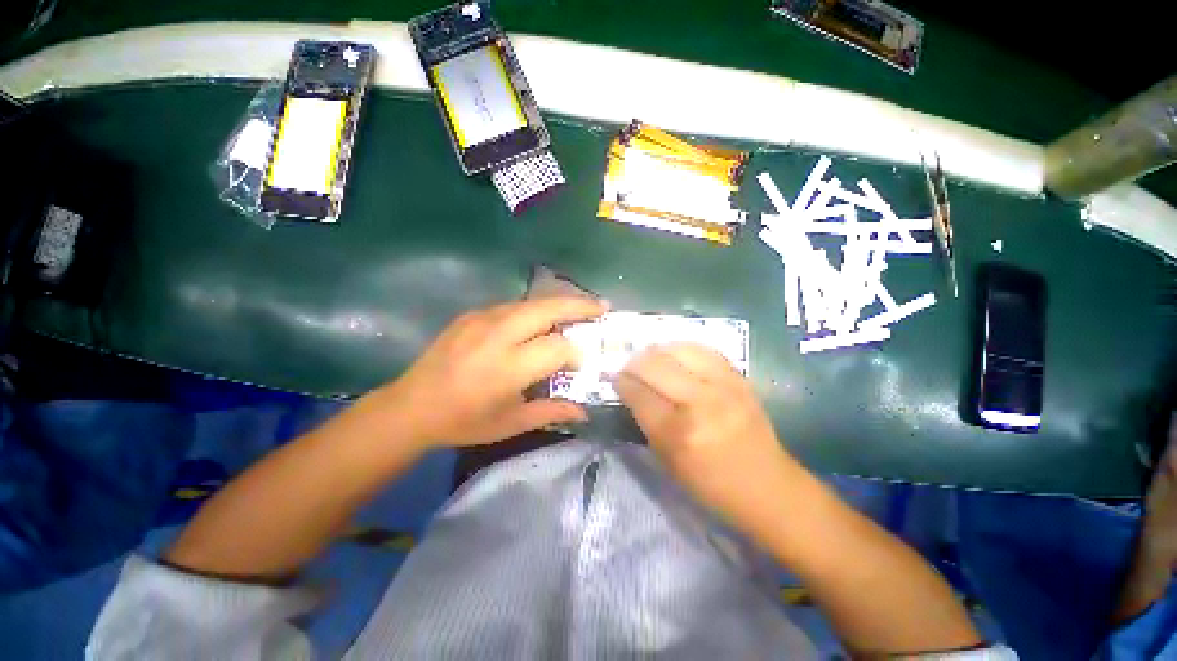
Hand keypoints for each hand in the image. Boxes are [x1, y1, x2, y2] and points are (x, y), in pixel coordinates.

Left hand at [371, 296, 606, 448]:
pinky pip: (513, 306)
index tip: (582, 362)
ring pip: (531, 302)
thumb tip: (584, 411)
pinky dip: (535, 309)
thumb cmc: (464, 421)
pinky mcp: (471, 315)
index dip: (576, 352)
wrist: (411, 407)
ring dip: (559, 303)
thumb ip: (551, 411)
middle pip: (547, 309)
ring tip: (579, 307)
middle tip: (602, 306)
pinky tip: (541, 318)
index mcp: (508, 367)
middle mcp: (497, 336)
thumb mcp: (511, 423)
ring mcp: (482, 320)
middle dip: (579, 306)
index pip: (557, 347)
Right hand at [616, 343, 802, 533]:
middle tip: (629, 368)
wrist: (767, 486)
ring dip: (657, 351)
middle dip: (634, 363)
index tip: (615, 378)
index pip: (638, 393)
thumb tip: (630, 389)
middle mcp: (700, 403)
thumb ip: (645, 421)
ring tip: (650, 358)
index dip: (622, 382)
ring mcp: (723, 386)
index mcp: (678, 433)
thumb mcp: (667, 461)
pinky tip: (675, 355)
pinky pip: (703, 350)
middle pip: (654, 365)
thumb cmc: (711, 484)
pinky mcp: (739, 378)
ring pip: (678, 349)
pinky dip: (682, 349)